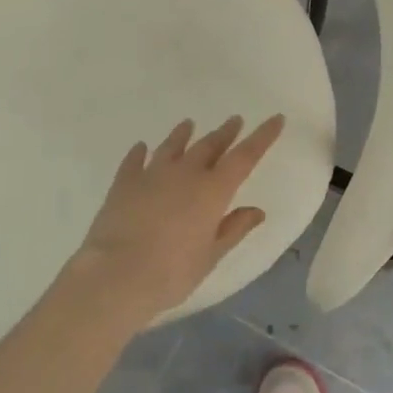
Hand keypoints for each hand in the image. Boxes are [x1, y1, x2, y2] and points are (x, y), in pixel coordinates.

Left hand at [66, 113, 285, 330]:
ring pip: (172, 145)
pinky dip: (140, 152)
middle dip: (225, 132)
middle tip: (235, 120)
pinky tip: (141, 147)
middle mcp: (185, 173)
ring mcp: (152, 174)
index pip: (245, 156)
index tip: (276, 118)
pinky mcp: (124, 182)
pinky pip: (135, 160)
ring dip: (183, 134)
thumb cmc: (172, 272)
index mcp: (213, 190)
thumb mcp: (211, 256)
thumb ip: (234, 229)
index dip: (262, 136)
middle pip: (210, 145)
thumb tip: (257, 211)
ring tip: (189, 124)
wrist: (116, 274)